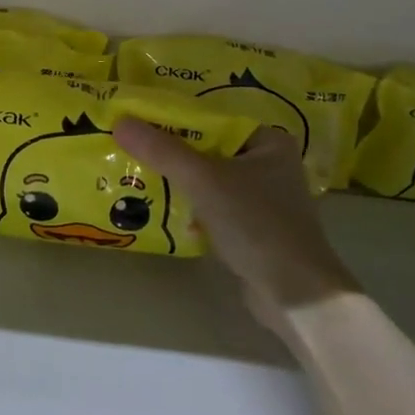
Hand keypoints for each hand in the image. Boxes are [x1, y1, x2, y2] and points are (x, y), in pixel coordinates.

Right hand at [112, 120, 360, 331]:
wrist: (295, 294)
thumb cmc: (256, 224)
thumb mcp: (204, 180)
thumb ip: (163, 150)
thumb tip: (120, 121)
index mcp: (269, 142)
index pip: (212, 120)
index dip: (173, 121)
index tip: (136, 122)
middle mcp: (269, 165)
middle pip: (208, 150)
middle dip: (171, 154)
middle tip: (130, 150)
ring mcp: (263, 199)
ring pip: (208, 180)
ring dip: (178, 183)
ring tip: (137, 177)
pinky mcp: (253, 229)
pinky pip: (213, 207)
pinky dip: (190, 208)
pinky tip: (161, 211)